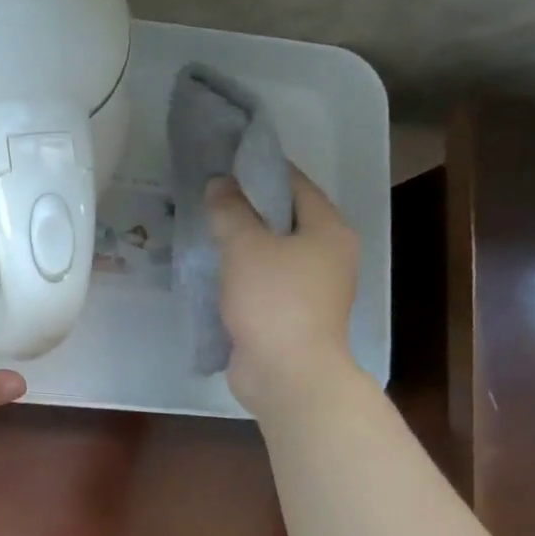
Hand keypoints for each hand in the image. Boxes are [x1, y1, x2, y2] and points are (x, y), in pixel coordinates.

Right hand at [207, 165, 362, 415]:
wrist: (288, 374)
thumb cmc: (273, 300)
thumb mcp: (245, 246)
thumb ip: (230, 211)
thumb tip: (219, 184)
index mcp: (329, 230)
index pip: (295, 184)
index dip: (261, 169)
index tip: (226, 161)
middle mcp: (328, 254)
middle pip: (285, 218)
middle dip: (247, 207)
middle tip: (209, 196)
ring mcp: (312, 288)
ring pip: (272, 252)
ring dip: (242, 242)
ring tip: (204, 229)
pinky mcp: (292, 314)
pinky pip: (264, 281)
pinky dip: (242, 272)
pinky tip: (213, 269)